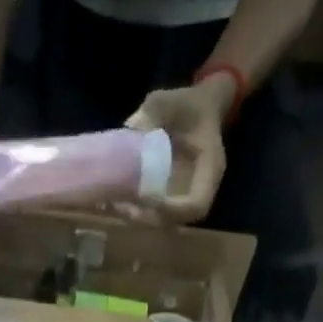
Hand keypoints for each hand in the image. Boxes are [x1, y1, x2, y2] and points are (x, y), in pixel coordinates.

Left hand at [123, 74, 235, 223]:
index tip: (146, 199)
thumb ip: (154, 111)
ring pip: (162, 222)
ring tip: (112, 207)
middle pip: (176, 220)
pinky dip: (133, 213)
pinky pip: (153, 214)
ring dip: (137, 219)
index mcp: (209, 168)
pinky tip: (112, 204)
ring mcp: (182, 196)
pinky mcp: (168, 197)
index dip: (172, 211)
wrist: (197, 108)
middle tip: (120, 207)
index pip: (197, 204)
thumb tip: (131, 128)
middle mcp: (198, 188)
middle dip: (148, 218)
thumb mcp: (171, 100)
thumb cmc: (188, 103)